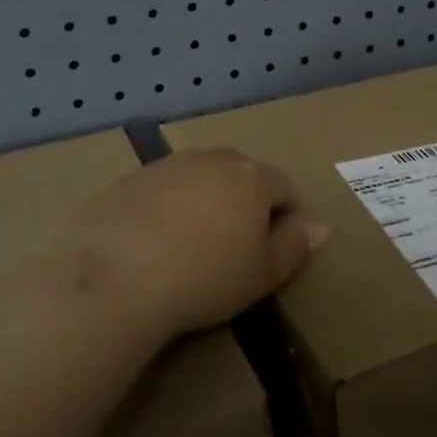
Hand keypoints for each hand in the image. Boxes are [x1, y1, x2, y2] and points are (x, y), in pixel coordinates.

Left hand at [60, 150, 327, 338]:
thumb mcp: (263, 274)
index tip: (273, 253)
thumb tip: (320, 226)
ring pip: (200, 180)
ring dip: (205, 204)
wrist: (116, 275)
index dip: (286, 219)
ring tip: (192, 248)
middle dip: (245, 205)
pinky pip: (162, 191)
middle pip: (241, 176)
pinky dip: (167, 210)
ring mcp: (168, 165)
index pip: (284, 188)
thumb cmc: (205, 277)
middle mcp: (213, 159)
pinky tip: (154, 245)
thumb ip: (295, 246)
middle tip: (234, 250)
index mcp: (252, 176)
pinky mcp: (130, 179)